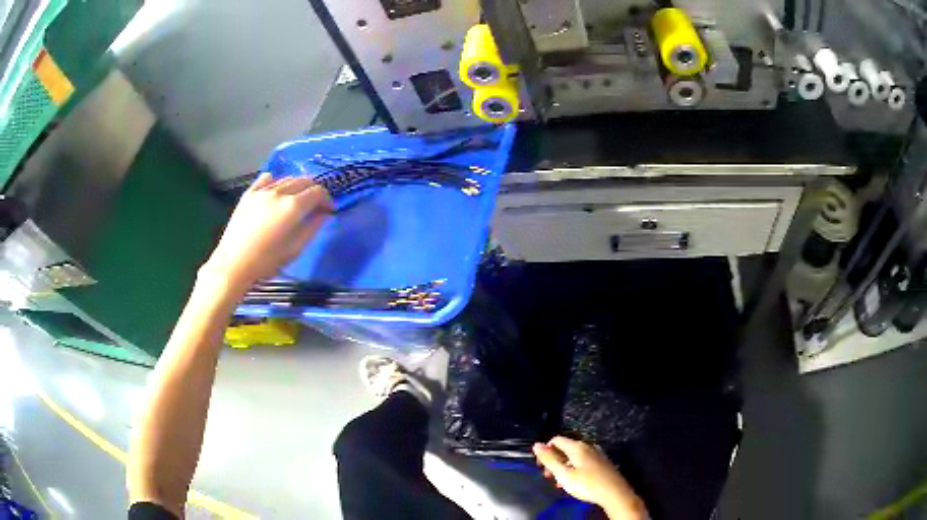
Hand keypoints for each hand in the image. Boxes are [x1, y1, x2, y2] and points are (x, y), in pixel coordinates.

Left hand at [200, 173, 332, 294]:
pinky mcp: (248, 194)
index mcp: (293, 207)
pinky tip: (276, 191)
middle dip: (314, 190)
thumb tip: (323, 214)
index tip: (328, 210)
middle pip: (304, 181)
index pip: (317, 192)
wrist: (233, 264)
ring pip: (286, 178)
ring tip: (297, 199)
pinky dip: (276, 181)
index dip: (327, 199)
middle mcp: (279, 192)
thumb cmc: (266, 262)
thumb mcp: (295, 249)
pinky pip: (266, 179)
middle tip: (315, 204)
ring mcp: (262, 191)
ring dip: (297, 186)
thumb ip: (312, 228)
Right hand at [534, 437, 646, 519]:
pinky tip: (574, 481)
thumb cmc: (587, 484)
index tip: (541, 467)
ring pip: (574, 456)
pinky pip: (583, 460)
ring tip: (559, 482)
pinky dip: (574, 468)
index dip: (545, 451)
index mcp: (577, 447)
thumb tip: (537, 445)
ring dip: (563, 466)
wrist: (614, 492)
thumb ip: (550, 460)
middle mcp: (587, 446)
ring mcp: (596, 453)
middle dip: (554, 460)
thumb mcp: (564, 474)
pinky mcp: (602, 461)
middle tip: (549, 476)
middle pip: (565, 448)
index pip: (556, 440)